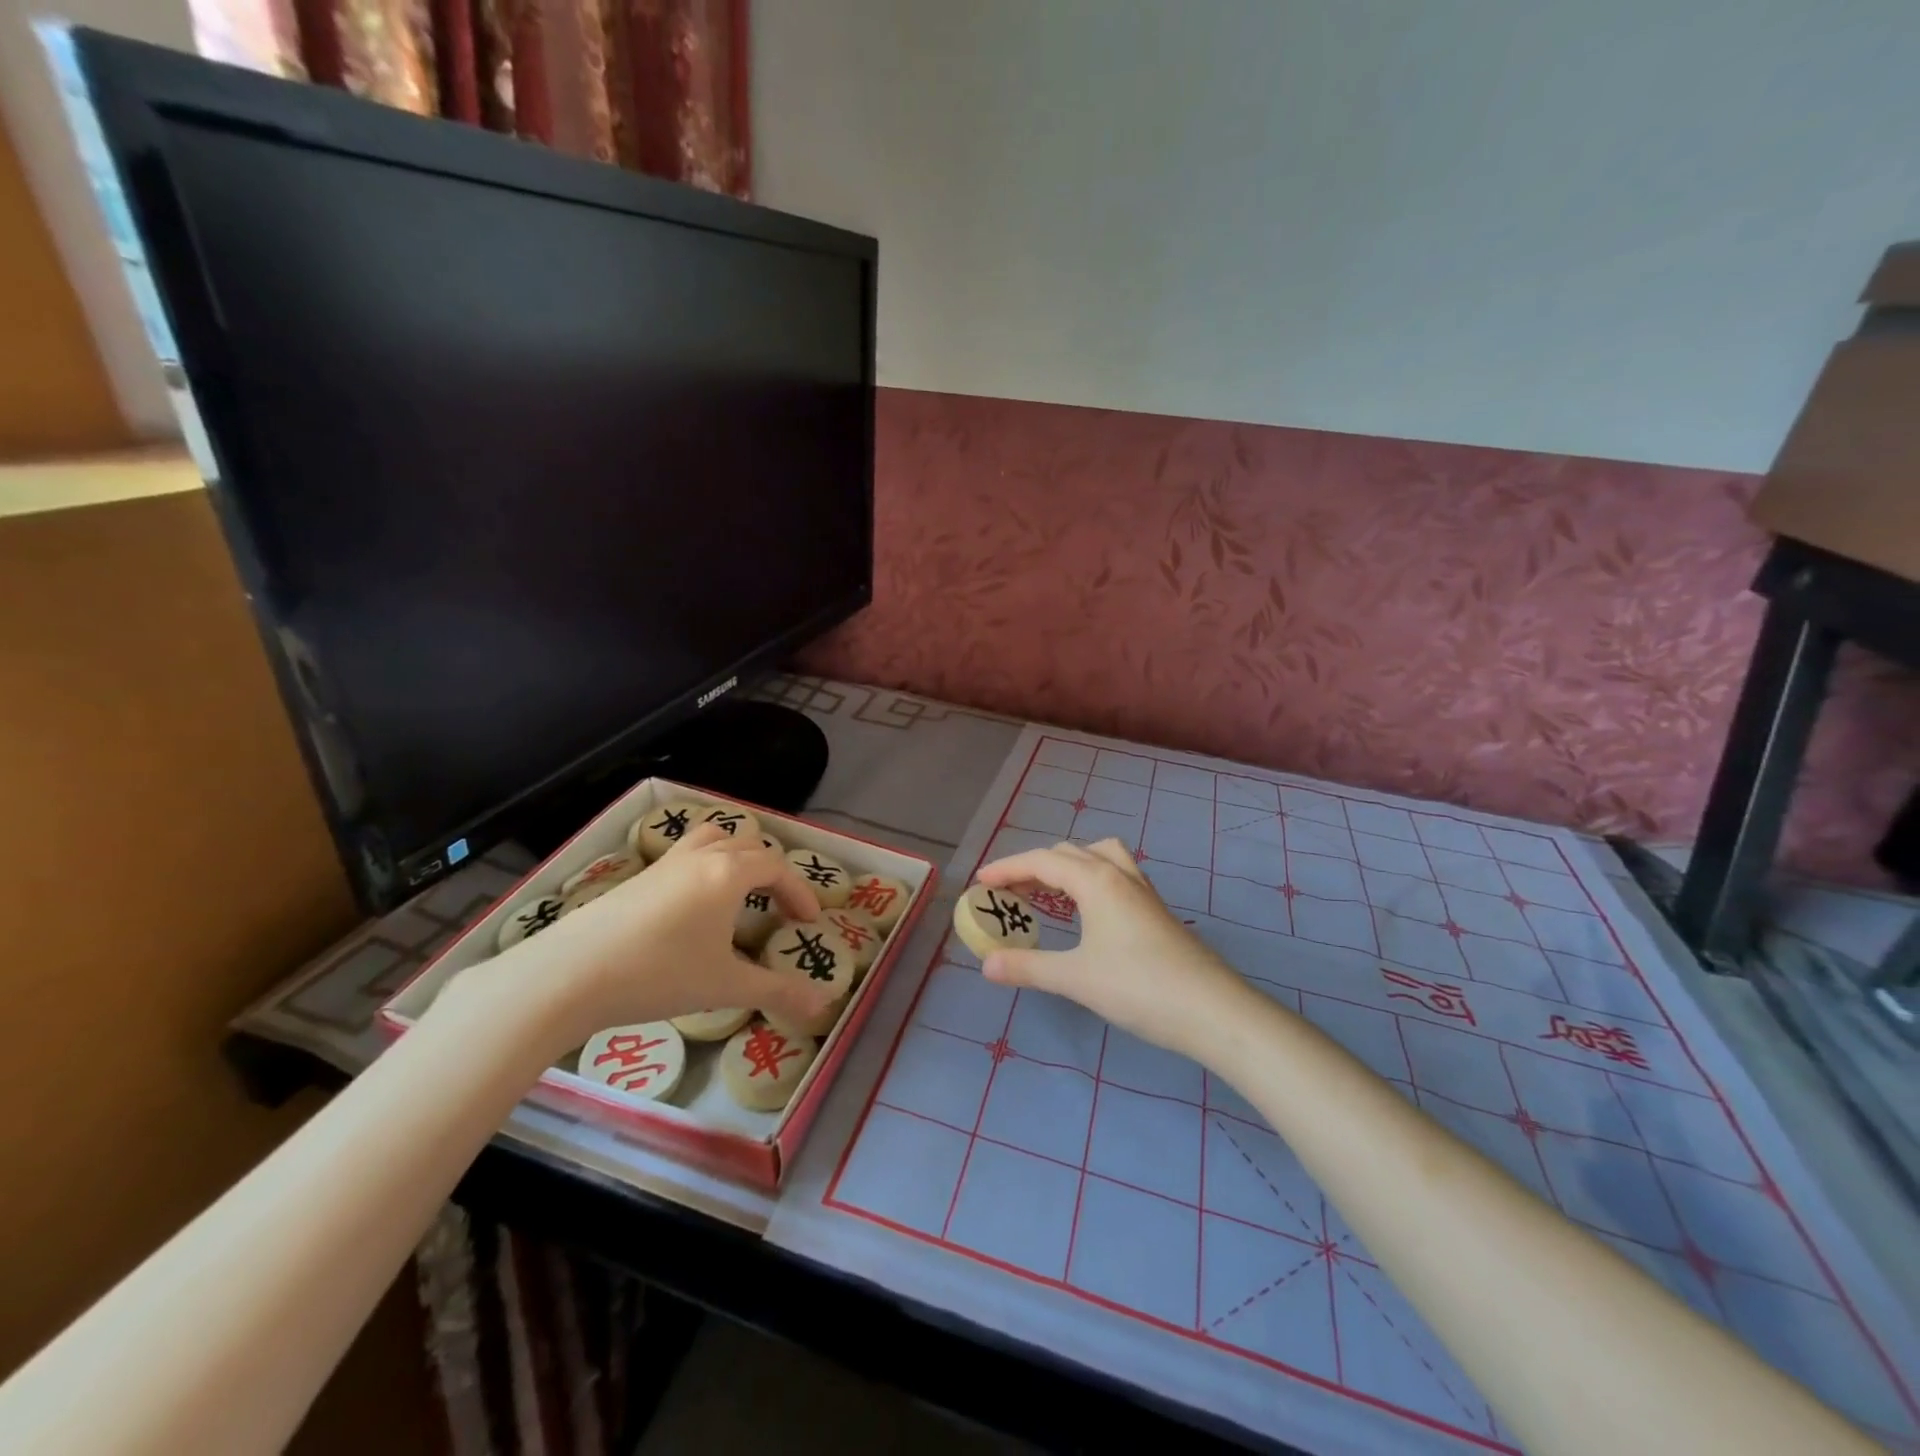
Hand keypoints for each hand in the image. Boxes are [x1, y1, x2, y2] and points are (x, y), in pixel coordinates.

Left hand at [439, 824, 831, 1053]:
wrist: (569, 974)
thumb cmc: (659, 974)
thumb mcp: (725, 986)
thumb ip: (778, 992)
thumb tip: (823, 1006)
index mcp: (728, 873)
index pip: (777, 867)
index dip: (799, 890)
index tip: (808, 921)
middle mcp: (700, 857)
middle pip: (747, 844)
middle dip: (771, 871)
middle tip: (777, 906)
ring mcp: (664, 864)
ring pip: (711, 839)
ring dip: (734, 857)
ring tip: (738, 891)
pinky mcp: (637, 878)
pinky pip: (684, 855)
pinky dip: (704, 867)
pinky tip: (693, 910)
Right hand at [975, 839, 1262, 1059]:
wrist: (1213, 1010)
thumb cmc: (1139, 988)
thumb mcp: (1075, 978)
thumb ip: (1028, 967)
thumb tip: (986, 964)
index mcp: (1097, 881)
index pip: (1043, 861)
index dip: (1008, 868)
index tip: (980, 882)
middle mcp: (1120, 875)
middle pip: (1069, 853)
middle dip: (1034, 867)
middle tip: (1008, 892)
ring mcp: (1143, 891)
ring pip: (1099, 857)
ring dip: (1067, 866)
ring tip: (1047, 891)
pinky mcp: (1156, 911)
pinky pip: (1115, 876)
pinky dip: (1090, 880)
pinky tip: (1087, 911)